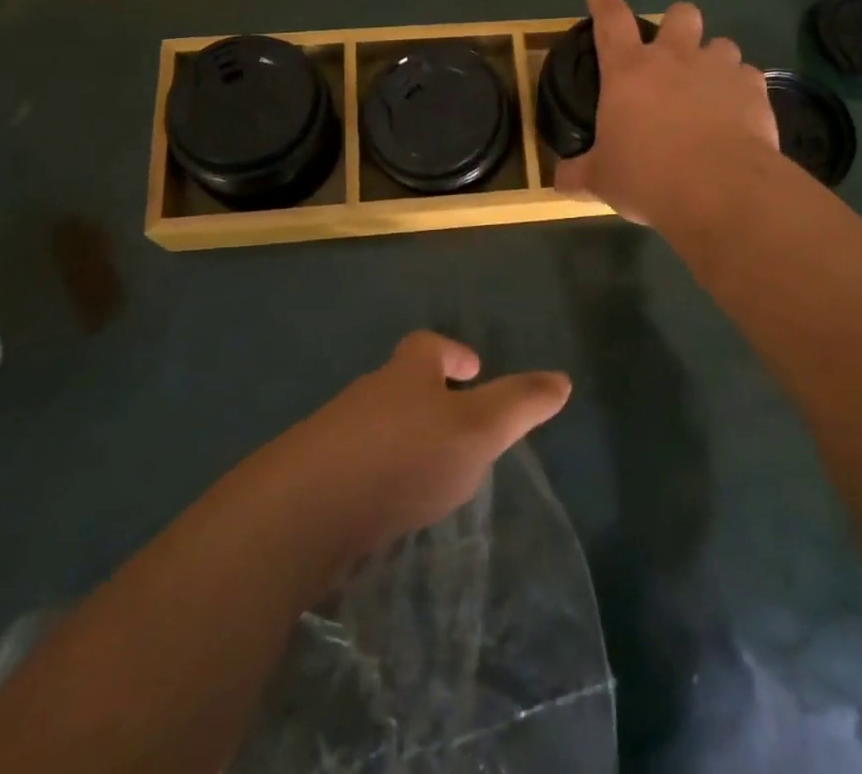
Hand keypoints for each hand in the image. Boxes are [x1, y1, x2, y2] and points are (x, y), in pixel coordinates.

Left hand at [282, 332, 569, 563]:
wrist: (298, 515)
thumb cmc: (401, 458)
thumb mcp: (477, 430)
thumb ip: (520, 405)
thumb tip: (563, 380)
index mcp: (406, 374)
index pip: (429, 346)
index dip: (453, 354)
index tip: (472, 369)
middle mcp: (367, 395)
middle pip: (400, 384)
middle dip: (426, 399)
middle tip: (456, 426)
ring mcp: (331, 437)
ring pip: (374, 428)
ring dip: (399, 441)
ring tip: (424, 473)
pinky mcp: (309, 481)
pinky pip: (350, 468)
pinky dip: (372, 478)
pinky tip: (383, 509)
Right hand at [554, 0, 778, 227]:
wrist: (721, 190)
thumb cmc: (649, 177)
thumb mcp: (602, 179)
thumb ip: (579, 173)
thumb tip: (560, 179)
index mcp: (629, 70)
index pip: (611, 20)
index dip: (603, 3)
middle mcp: (675, 58)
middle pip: (680, 14)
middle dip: (677, 24)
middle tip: (672, 52)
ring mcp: (719, 70)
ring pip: (721, 43)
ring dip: (713, 59)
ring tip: (709, 87)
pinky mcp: (754, 90)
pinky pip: (749, 76)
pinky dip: (741, 90)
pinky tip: (737, 113)